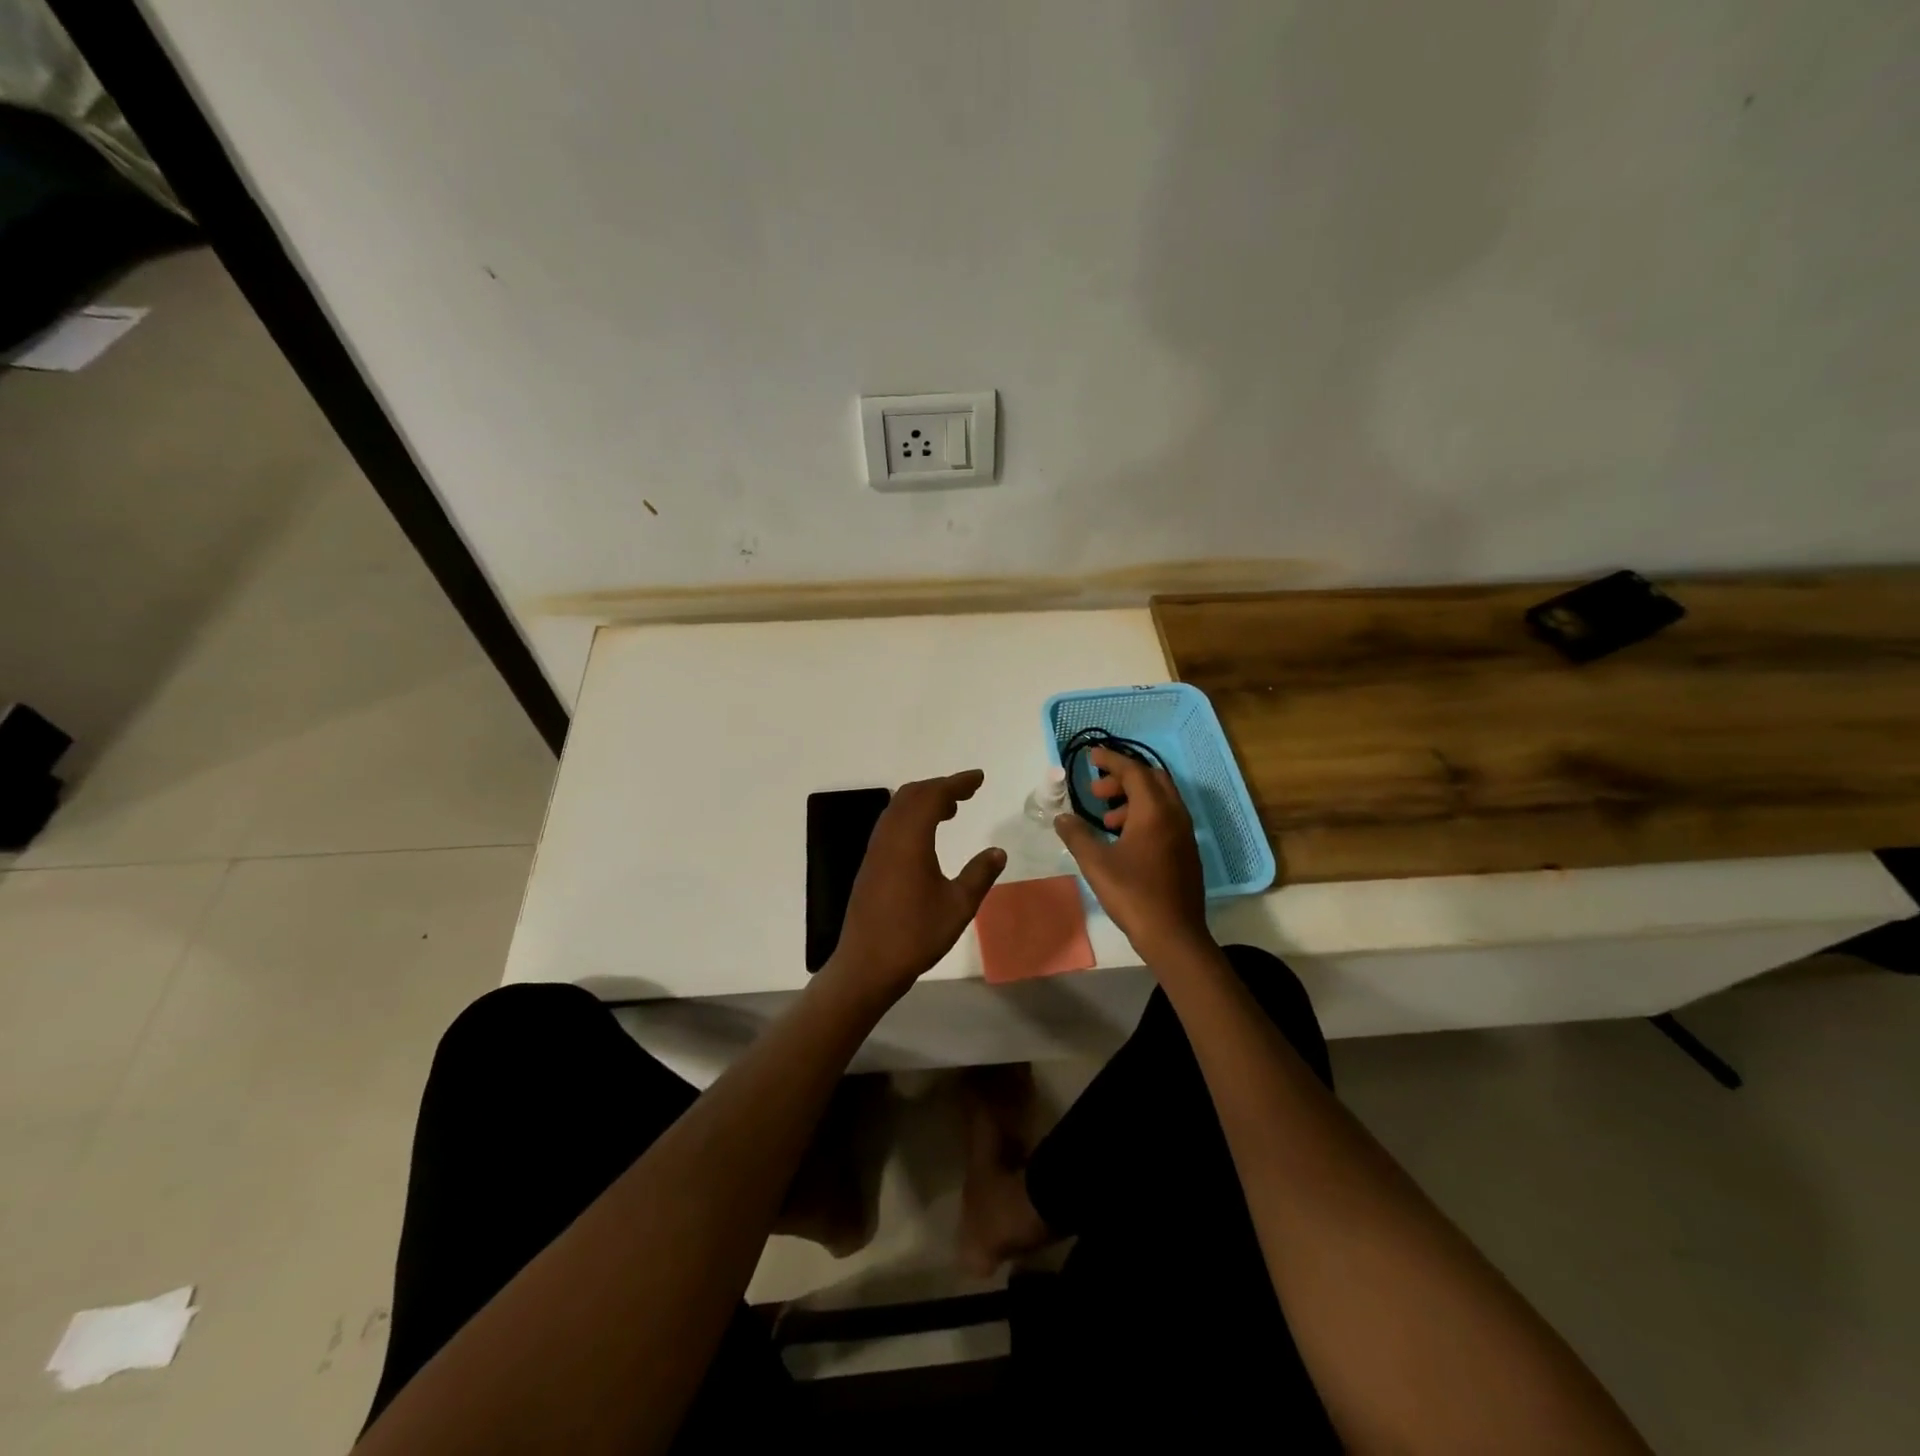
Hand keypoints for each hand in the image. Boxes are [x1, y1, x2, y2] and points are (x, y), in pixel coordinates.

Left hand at [824, 769, 1005, 1007]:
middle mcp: (889, 836)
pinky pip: (891, 824)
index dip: (957, 783)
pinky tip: (927, 835)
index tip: (978, 778)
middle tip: (967, 792)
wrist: (867, 964)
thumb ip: (979, 874)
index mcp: (910, 839)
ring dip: (924, 800)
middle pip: (912, 794)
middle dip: (940, 787)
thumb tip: (997, 851)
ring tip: (951, 809)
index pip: (933, 796)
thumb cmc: (915, 934)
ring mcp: (876, 850)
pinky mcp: (871, 864)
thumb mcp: (958, 906)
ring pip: (898, 808)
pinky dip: (912, 816)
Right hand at [1054, 747, 1210, 963]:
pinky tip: (1124, 840)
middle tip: (1097, 792)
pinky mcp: (1187, 851)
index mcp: (1154, 811)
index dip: (1111, 760)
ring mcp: (1185, 834)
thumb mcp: (1096, 863)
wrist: (1174, 935)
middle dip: (1123, 778)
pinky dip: (1144, 815)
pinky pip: (1165, 818)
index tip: (1091, 756)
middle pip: (1152, 780)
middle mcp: (1175, 815)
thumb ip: (1076, 835)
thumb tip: (1062, 817)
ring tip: (1106, 820)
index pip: (1133, 771)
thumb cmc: (1133, 894)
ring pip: (1160, 800)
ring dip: (1132, 799)